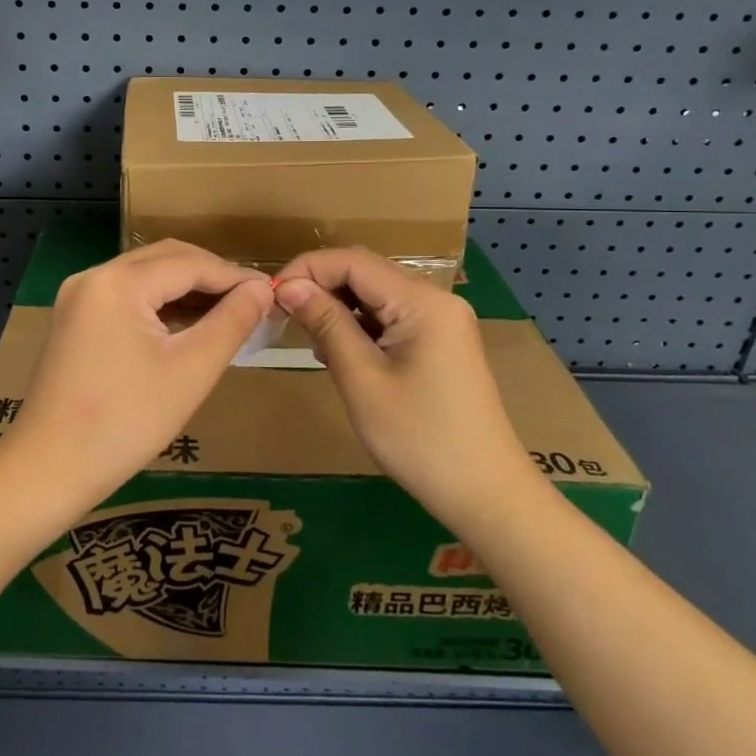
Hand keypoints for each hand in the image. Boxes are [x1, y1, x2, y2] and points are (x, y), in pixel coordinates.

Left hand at [0, 240, 273, 510]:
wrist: (48, 470)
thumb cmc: (125, 422)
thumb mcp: (191, 371)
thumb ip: (231, 322)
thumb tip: (263, 289)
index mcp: (117, 282)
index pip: (189, 263)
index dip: (234, 277)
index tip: (272, 295)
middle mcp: (93, 277)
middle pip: (165, 260)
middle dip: (211, 277)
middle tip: (252, 303)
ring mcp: (78, 297)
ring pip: (145, 277)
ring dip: (186, 290)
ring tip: (228, 315)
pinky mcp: (74, 320)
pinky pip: (126, 297)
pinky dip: (159, 306)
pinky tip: (187, 327)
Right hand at [274, 248, 534, 525]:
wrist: (485, 494)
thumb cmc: (418, 438)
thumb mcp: (362, 379)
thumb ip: (326, 323)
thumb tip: (288, 285)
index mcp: (422, 302)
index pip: (352, 261)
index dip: (307, 270)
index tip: (270, 295)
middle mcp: (435, 299)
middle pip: (365, 273)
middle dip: (320, 287)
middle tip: (282, 317)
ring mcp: (441, 321)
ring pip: (375, 295)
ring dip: (338, 308)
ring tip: (309, 341)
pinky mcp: (440, 342)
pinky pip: (390, 317)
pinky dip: (359, 326)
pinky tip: (338, 353)